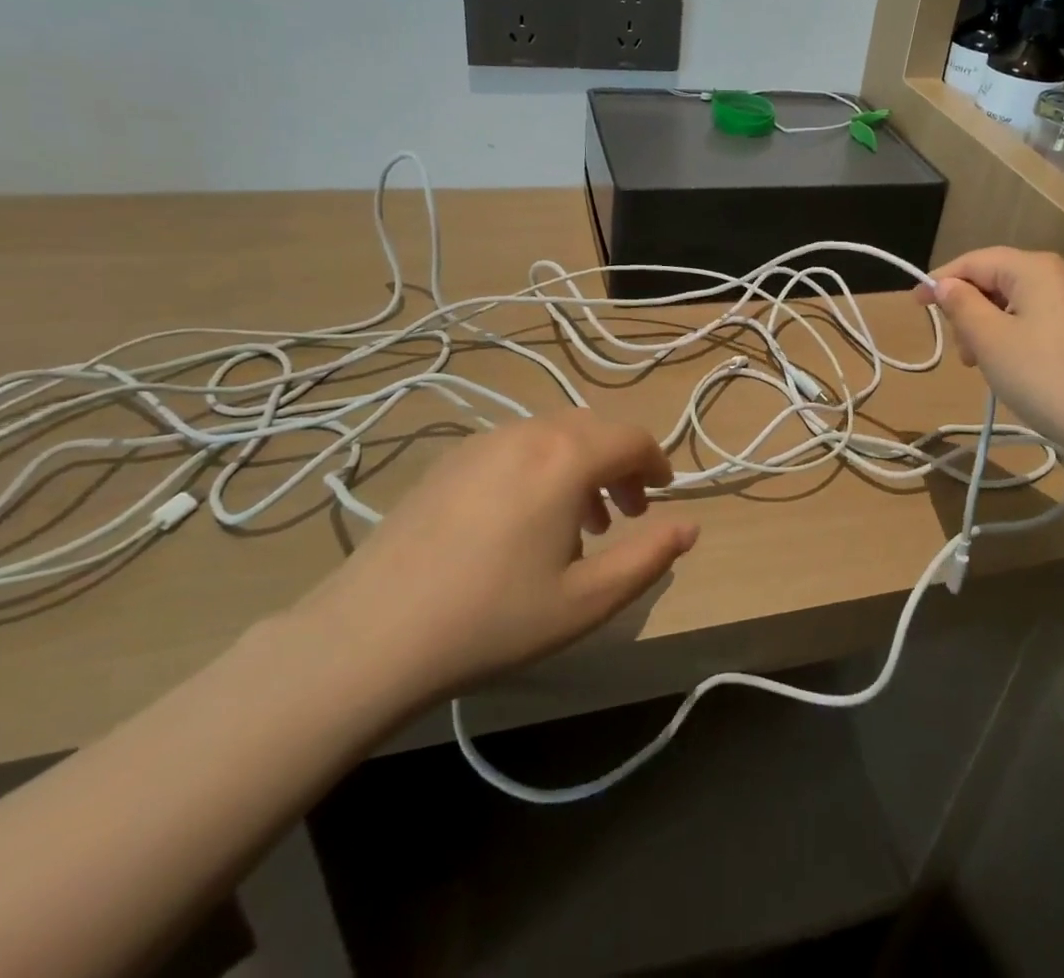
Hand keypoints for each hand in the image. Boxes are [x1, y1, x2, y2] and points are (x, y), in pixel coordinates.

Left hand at [291, 410, 695, 717]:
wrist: (373, 634)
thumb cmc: (494, 618)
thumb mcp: (586, 600)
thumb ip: (649, 558)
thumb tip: (690, 526)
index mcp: (566, 457)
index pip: (631, 439)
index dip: (656, 463)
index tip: (662, 496)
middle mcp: (528, 432)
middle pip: (594, 429)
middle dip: (621, 465)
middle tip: (626, 516)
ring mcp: (483, 441)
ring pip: (554, 434)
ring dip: (582, 465)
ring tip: (579, 523)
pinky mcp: (451, 459)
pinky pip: (516, 445)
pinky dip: (542, 466)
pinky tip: (524, 520)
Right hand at [914, 247, 1063, 456]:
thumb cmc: (1044, 376)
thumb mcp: (990, 340)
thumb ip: (961, 305)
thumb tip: (945, 284)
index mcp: (1035, 268)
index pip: (975, 261)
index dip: (940, 280)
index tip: (914, 305)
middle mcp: (1060, 275)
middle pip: (996, 279)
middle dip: (968, 309)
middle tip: (960, 350)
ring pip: (1015, 302)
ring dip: (988, 327)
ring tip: (982, 365)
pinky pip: (1036, 319)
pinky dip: (1012, 336)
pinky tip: (1010, 368)